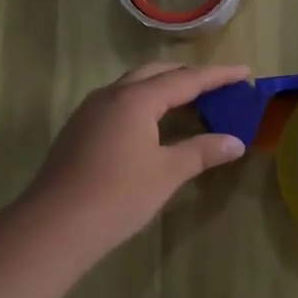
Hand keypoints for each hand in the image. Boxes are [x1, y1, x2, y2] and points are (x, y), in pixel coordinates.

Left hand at [19, 61, 250, 269]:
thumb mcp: (167, 173)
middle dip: (188, 75)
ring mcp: (91, 110)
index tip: (244, 71)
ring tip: (189, 101)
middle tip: (217, 85)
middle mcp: (112, 94)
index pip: (186, 79)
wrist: (53, 226)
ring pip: (134, 85)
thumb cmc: (117, 196)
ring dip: (164, 86)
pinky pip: (119, 101)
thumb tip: (236, 142)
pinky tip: (153, 124)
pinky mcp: (79, 129)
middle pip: (157, 72)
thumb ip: (202, 152)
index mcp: (137, 99)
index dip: (218, 75)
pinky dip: (145, 102)